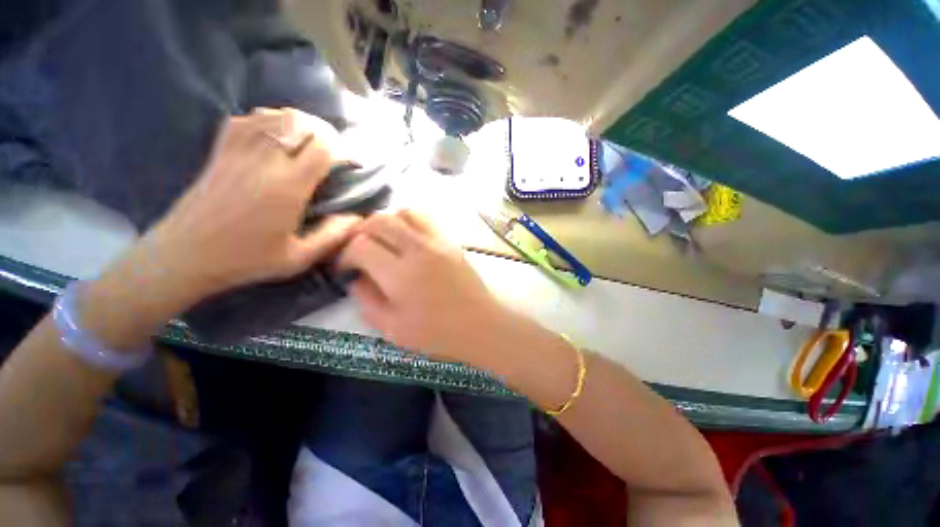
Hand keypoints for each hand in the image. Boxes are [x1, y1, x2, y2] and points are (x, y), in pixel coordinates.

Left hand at [142, 108, 360, 299]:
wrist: (185, 255)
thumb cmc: (246, 260)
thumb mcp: (299, 258)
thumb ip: (333, 237)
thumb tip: (357, 218)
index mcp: (287, 187)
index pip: (322, 148)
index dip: (343, 150)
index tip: (353, 163)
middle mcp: (263, 161)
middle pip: (300, 123)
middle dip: (326, 133)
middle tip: (336, 151)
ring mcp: (238, 152)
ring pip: (275, 116)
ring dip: (300, 124)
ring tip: (311, 142)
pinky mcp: (220, 151)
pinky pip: (247, 119)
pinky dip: (269, 120)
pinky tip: (277, 135)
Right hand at [338, 210, 505, 361]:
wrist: (481, 325)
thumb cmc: (438, 334)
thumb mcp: (392, 329)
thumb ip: (367, 301)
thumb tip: (356, 277)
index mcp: (401, 275)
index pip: (361, 245)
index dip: (345, 254)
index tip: (346, 268)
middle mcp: (419, 250)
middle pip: (379, 220)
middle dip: (360, 231)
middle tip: (359, 250)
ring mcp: (438, 242)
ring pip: (404, 212)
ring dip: (386, 222)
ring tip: (383, 240)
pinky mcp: (451, 241)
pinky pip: (426, 218)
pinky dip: (409, 221)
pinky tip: (407, 239)